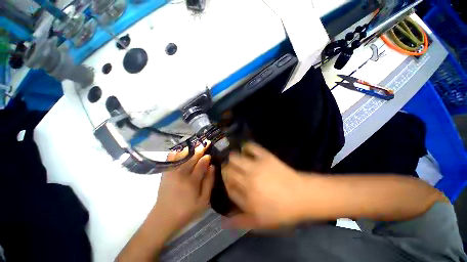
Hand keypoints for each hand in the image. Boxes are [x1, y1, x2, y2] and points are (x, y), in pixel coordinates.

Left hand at [154, 142, 214, 231]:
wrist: (163, 218)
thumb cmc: (186, 211)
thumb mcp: (203, 201)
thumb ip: (209, 182)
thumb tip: (212, 167)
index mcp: (192, 181)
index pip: (201, 164)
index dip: (206, 158)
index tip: (210, 154)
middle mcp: (181, 174)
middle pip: (192, 158)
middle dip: (200, 149)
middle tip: (206, 143)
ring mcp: (172, 172)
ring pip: (182, 156)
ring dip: (190, 149)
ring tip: (196, 143)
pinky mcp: (166, 173)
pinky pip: (170, 159)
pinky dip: (175, 153)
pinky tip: (180, 149)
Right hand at [222, 143, 308, 228]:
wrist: (302, 196)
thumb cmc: (282, 211)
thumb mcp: (261, 222)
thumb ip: (241, 221)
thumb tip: (223, 221)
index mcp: (247, 198)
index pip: (228, 188)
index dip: (226, 184)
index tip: (229, 183)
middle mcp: (248, 180)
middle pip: (228, 171)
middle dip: (226, 170)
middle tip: (230, 170)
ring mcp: (257, 166)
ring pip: (235, 158)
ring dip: (232, 158)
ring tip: (235, 160)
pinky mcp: (265, 157)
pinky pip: (252, 147)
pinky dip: (246, 147)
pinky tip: (245, 149)